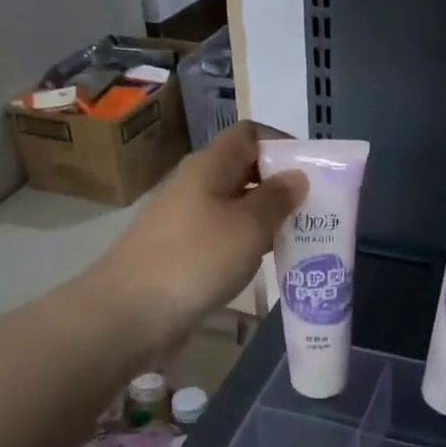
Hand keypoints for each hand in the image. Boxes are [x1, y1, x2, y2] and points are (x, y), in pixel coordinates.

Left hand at [89, 121, 305, 342]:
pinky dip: (247, 242)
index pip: (248, 134)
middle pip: (243, 170)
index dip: (281, 143)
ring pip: (234, 206)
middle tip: (315, 207)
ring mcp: (185, 219)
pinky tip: (265, 262)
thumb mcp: (248, 226)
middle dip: (279, 184)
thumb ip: (276, 199)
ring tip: (300, 236)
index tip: (311, 169)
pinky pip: (222, 235)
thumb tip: (297, 176)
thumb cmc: (196, 259)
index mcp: (209, 166)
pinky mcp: (181, 252)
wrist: (130, 312)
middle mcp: (195, 185)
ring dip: (265, 217)